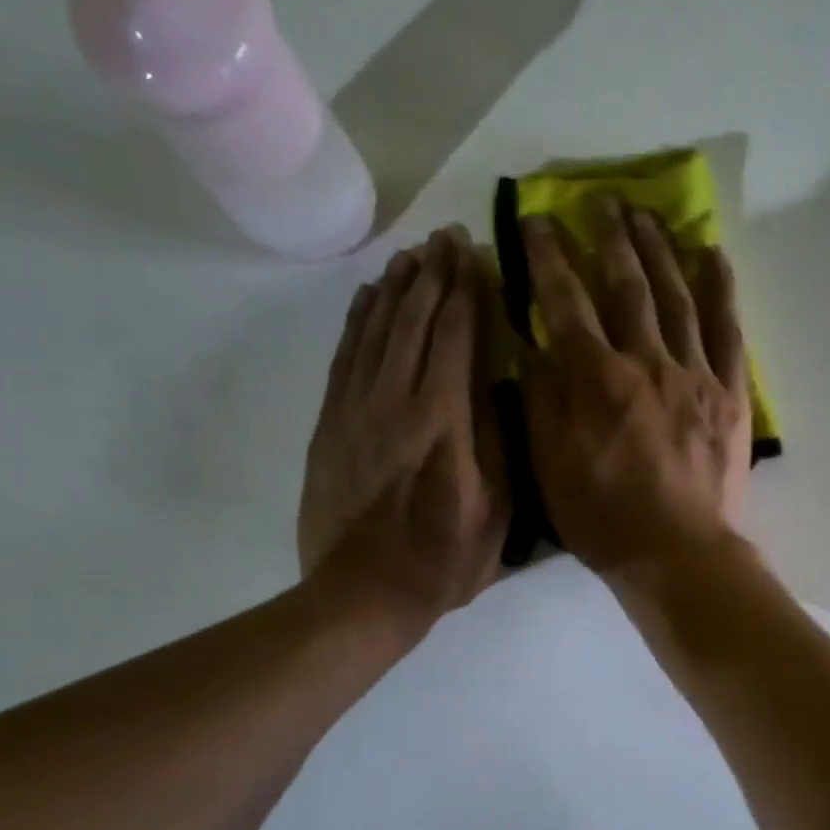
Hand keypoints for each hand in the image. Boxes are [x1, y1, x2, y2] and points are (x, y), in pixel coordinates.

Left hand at [298, 227, 506, 623]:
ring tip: (412, 254)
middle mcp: (397, 402)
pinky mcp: (330, 422)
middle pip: (415, 322)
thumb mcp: (497, 510)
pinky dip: (358, 320)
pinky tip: (370, 298)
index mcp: (445, 422)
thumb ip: (497, 442)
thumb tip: (499, 386)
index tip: (474, 253)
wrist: (364, 592)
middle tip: (446, 237)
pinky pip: (345, 356)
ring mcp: (356, 409)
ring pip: (377, 331)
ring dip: (396, 288)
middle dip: (433, 275)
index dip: (466, 292)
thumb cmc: (444, 559)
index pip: (457, 339)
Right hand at [521, 199, 751, 575]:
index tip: (539, 220)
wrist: (678, 553)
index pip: (565, 303)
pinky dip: (721, 290)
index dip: (549, 257)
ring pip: (676, 297)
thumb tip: (534, 344)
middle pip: (626, 287)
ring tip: (649, 214)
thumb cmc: (604, 519)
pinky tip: (713, 256)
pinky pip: (728, 330)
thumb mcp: (549, 466)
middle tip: (602, 201)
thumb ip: (541, 400)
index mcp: (595, 381)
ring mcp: (694, 375)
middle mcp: (645, 363)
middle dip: (610, 239)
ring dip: (660, 250)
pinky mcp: (730, 393)